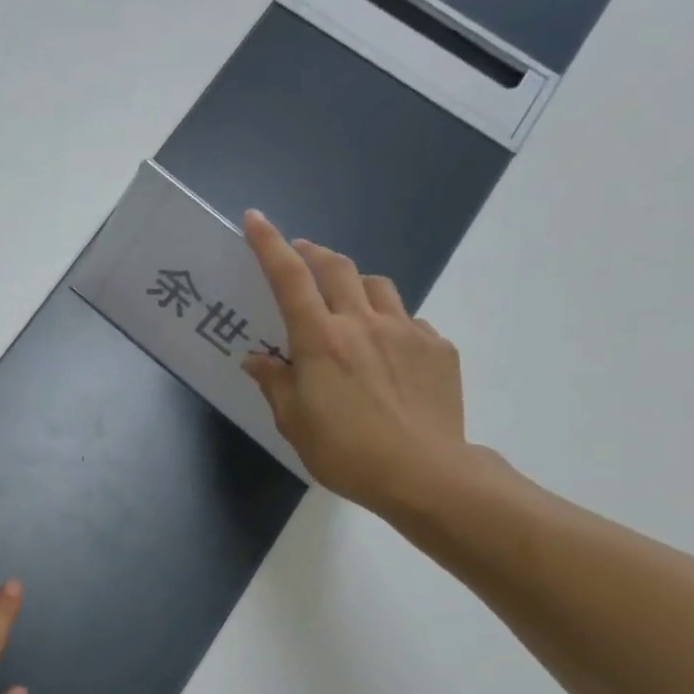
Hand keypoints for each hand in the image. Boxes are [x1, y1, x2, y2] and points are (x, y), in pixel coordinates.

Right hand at [240, 210, 470, 515]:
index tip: (255, 219)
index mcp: (321, 341)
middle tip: (300, 256)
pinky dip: (389, 323)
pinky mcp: (438, 348)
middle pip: (337, 268)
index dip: (269, 245)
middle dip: (313, 253)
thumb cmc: (346, 452)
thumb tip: (257, 359)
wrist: (426, 475)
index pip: (290, 279)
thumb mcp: (295, 423)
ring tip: (346, 305)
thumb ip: (275, 383)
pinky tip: (386, 352)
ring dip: (355, 284)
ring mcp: (407, 331)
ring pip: (378, 286)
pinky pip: (409, 320)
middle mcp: (363, 323)